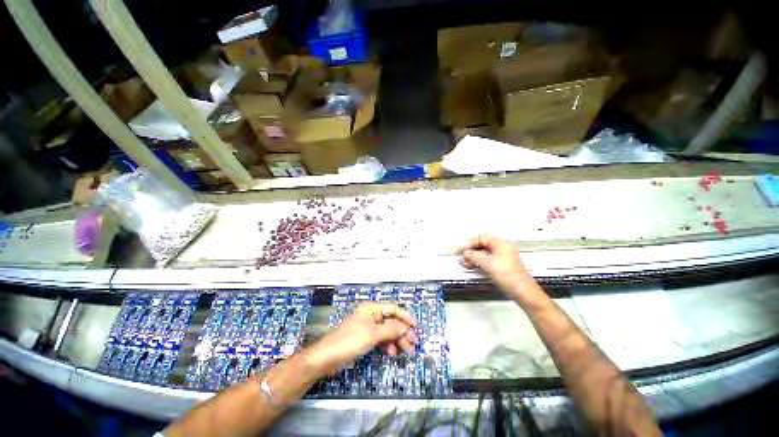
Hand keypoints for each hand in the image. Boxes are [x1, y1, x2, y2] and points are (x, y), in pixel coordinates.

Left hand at [303, 302, 416, 375]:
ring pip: (387, 331)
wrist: (328, 357)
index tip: (416, 326)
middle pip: (391, 320)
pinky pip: (381, 339)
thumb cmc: (350, 340)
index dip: (405, 316)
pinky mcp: (365, 338)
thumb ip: (391, 329)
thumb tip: (405, 327)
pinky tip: (391, 353)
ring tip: (406, 351)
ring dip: (397, 340)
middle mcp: (371, 315)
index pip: (393, 308)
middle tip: (413, 343)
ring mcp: (368, 327)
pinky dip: (387, 345)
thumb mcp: (373, 334)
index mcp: (372, 308)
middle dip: (402, 331)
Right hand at [458, 234, 529, 292]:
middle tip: (463, 255)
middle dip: (471, 250)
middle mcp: (503, 248)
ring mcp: (503, 257)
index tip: (462, 248)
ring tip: (465, 262)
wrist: (522, 291)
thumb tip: (466, 253)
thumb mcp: (487, 263)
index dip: (470, 242)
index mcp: (501, 243)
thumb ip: (474, 256)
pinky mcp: (501, 266)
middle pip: (482, 245)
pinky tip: (473, 266)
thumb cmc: (510, 276)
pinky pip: (487, 260)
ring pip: (484, 253)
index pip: (481, 237)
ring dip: (473, 257)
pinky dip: (479, 262)